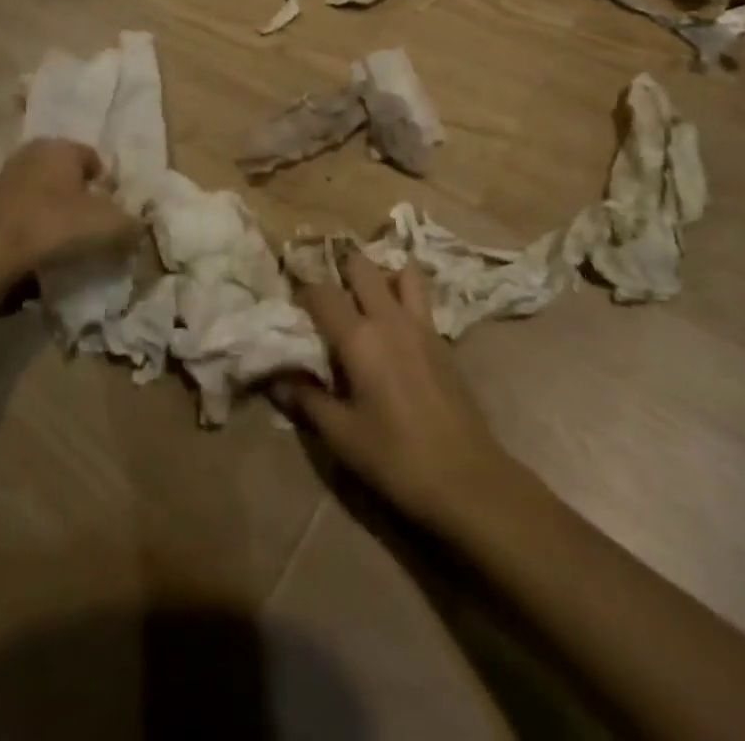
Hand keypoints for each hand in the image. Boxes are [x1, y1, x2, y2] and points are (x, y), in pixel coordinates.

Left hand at [0, 139, 139, 289]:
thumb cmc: (55, 224)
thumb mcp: (109, 225)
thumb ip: (132, 224)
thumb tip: (139, 228)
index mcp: (62, 146)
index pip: (94, 159)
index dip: (107, 185)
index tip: (112, 212)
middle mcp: (33, 153)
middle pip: (67, 175)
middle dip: (80, 197)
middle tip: (91, 226)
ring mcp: (7, 177)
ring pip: (44, 193)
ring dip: (55, 212)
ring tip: (66, 242)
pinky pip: (23, 212)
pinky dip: (34, 226)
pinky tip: (40, 249)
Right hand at [285, 255, 520, 534]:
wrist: (466, 477)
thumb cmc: (396, 457)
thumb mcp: (341, 435)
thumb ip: (307, 400)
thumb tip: (277, 378)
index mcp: (359, 338)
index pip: (323, 293)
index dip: (303, 289)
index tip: (292, 299)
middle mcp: (389, 318)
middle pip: (362, 267)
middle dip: (340, 268)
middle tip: (327, 290)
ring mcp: (421, 324)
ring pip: (400, 272)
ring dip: (380, 274)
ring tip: (365, 295)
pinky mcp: (442, 338)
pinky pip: (420, 297)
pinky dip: (404, 293)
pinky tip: (394, 322)